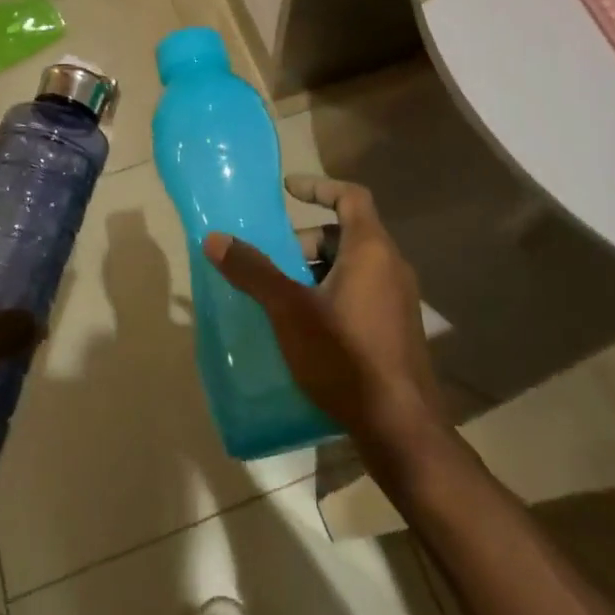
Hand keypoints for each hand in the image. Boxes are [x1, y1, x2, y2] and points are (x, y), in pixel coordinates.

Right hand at [203, 175, 446, 456]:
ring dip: (315, 270)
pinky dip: (330, 293)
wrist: (400, 427)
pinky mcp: (397, 329)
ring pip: (352, 266)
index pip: (350, 196)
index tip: (287, 189)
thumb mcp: (289, 311)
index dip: (318, 186)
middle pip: (345, 234)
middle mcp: (391, 266)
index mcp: (371, 250)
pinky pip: (360, 292)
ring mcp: (398, 299)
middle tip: (272, 263)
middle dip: (304, 242)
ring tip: (282, 297)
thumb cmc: (344, 356)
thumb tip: (215, 239)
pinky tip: (306, 327)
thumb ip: (253, 272)